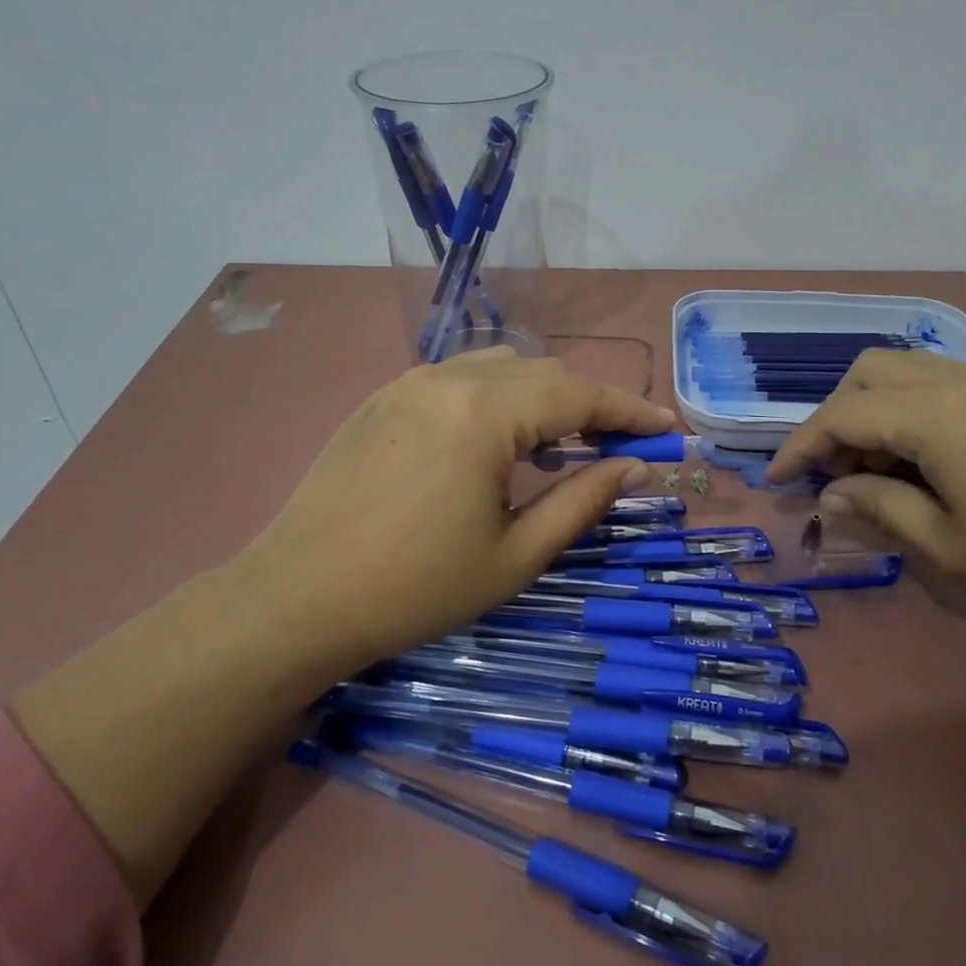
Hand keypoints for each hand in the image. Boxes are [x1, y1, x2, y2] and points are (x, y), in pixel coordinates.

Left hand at [236, 348, 675, 669]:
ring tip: (561, 444)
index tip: (668, 428)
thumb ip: (582, 501)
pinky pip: (459, 377)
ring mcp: (409, 382)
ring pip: (501, 367)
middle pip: (544, 372)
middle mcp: (449, 378)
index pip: (580, 394)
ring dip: (544, 396)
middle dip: (591, 403)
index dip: (631, 409)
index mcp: (485, 414)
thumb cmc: (415, 588)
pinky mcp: (383, 397)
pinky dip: (498, 396)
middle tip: (620, 444)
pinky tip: (498, 441)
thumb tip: (635, 467)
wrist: (296, 599)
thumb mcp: (515, 555)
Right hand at [766, 349, 965, 628]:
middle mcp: (954, 381)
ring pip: (901, 372)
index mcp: (931, 414)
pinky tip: (920, 462)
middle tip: (833, 474)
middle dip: (833, 418)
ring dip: (870, 411)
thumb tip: (831, 495)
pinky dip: (905, 412)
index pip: (840, 416)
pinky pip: (936, 385)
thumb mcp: (950, 544)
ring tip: (872, 471)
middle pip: (865, 373)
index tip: (775, 482)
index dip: (799, 448)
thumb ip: (880, 508)